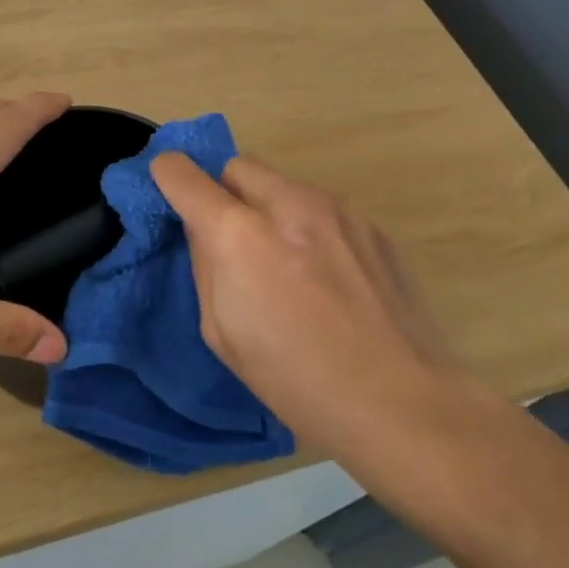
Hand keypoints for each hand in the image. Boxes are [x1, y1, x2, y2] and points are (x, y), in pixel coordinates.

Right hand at [150, 151, 469, 452]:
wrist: (400, 401)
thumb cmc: (294, 380)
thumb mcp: (221, 332)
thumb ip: (206, 267)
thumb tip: (204, 231)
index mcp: (239, 236)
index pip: (184, 175)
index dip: (168, 176)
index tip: (169, 190)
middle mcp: (288, 205)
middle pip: (237, 166)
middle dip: (223, 191)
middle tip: (230, 237)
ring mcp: (338, 211)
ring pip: (283, 186)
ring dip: (269, 209)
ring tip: (286, 264)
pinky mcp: (373, 226)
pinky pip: (322, 210)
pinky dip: (308, 228)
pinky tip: (326, 277)